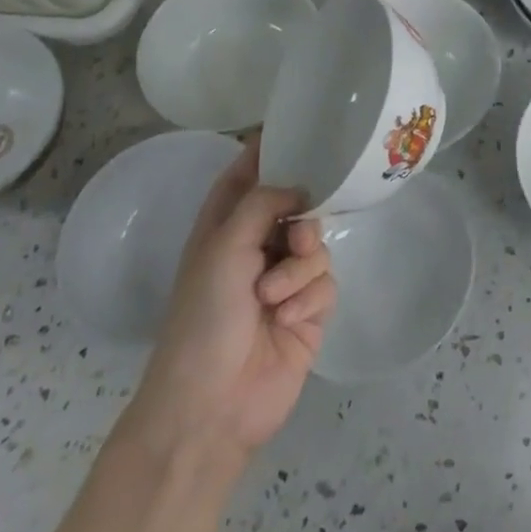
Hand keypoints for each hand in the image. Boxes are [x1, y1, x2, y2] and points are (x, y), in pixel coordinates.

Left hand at [127, 134, 335, 458]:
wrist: (211, 406)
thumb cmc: (204, 318)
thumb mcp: (224, 247)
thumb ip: (263, 201)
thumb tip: (300, 186)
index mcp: (225, 225)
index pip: (248, 172)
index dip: (270, 149)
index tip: (303, 125)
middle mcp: (256, 245)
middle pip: (297, 203)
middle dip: (301, 216)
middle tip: (295, 235)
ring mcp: (284, 278)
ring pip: (317, 243)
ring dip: (299, 268)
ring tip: (275, 297)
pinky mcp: (308, 308)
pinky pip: (326, 280)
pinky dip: (308, 296)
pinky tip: (288, 319)